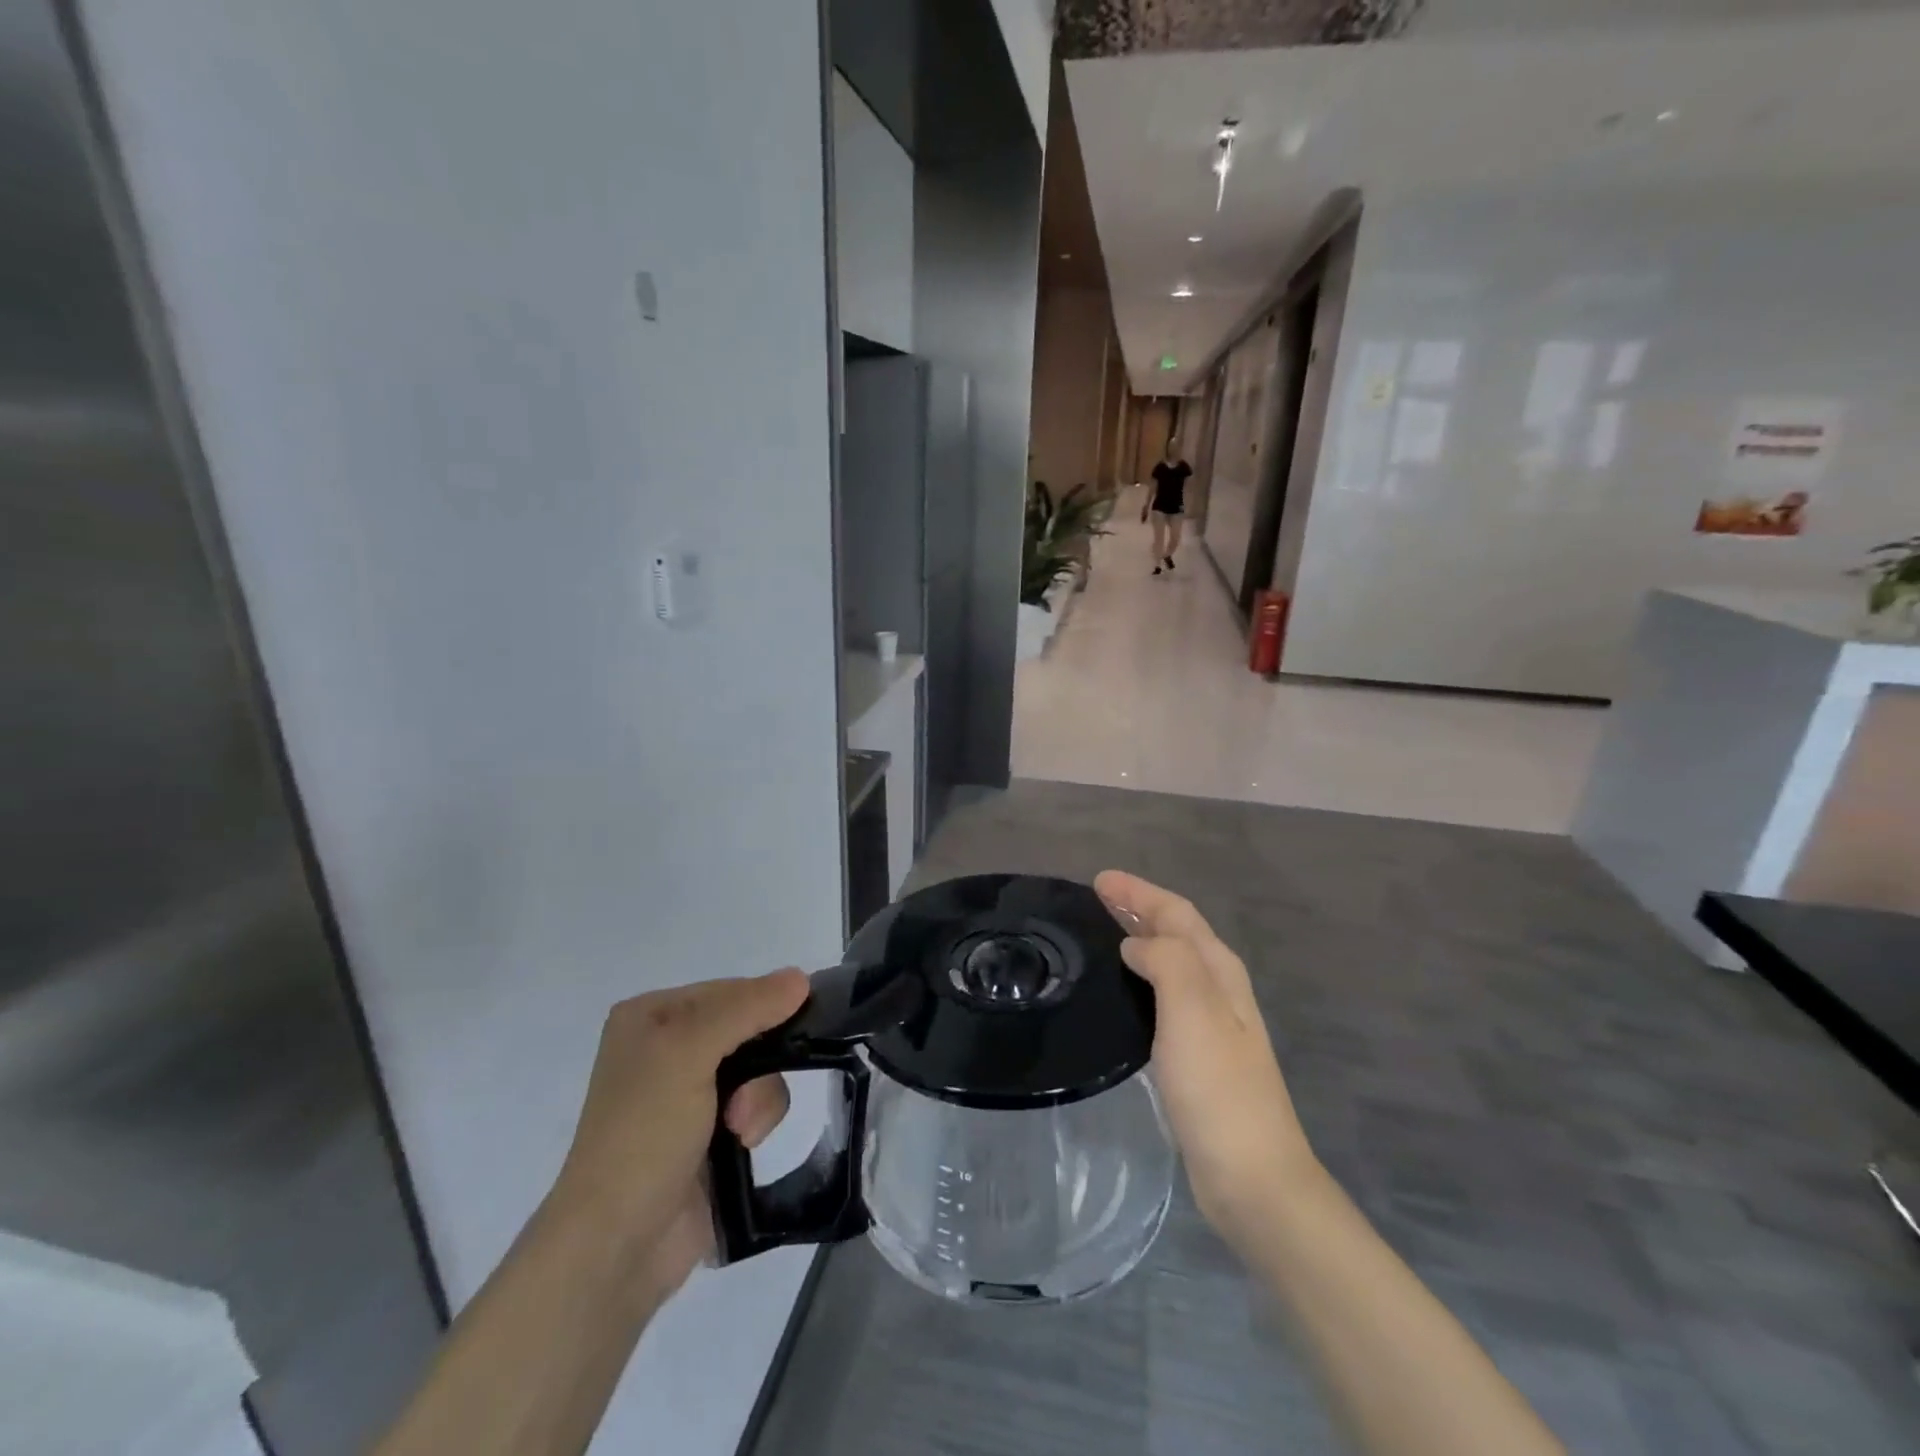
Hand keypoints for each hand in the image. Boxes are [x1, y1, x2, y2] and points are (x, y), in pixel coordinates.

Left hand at [549, 969, 808, 1303]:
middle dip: (759, 1064)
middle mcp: (668, 1048)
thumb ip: (746, 1009)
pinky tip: (741, 1146)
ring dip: (759, 1099)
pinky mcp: (709, 1133)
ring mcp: (688, 1094)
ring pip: (759, 1070)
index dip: (763, 1006)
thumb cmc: (643, 1134)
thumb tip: (800, 977)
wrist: (617, 1245)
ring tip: (739, 1131)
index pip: (729, 990)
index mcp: (651, 1017)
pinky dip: (757, 1122)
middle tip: (744, 1098)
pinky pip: (757, 1106)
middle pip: (749, 1030)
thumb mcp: (688, 1054)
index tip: (793, 1028)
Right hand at [1094, 870, 1318, 1242]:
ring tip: (1104, 931)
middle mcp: (1219, 989)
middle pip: (1177, 933)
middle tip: (1096, 895)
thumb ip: (1167, 962)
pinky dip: (1142, 975)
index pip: (1177, 914)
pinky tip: (1123, 989)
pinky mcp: (1196, 1055)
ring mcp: (1211, 1024)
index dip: (1140, 892)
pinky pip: (1164, 994)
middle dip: (1139, 908)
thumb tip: (1136, 944)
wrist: (1251, 1176)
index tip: (1099, 880)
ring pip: (1171, 962)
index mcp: (1219, 972)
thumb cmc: (1218, 1088)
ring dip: (1141, 938)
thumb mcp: (1193, 1011)